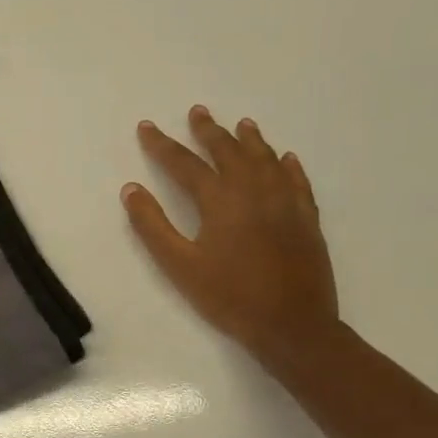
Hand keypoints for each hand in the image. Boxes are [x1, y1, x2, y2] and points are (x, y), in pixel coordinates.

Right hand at [123, 106, 338, 366]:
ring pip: (266, 160)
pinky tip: (285, 158)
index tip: (146, 127)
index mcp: (220, 201)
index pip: (184, 164)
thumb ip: (153, 225)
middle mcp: (254, 192)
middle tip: (197, 111)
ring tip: (241, 124)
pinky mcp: (306, 220)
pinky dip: (287, 166)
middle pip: (229, 152)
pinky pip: (297, 182)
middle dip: (208, 131)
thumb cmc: (228, 297)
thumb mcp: (179, 265)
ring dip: (250, 140)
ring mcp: (285, 204)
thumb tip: (131, 189)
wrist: (292, 325)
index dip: (162, 145)